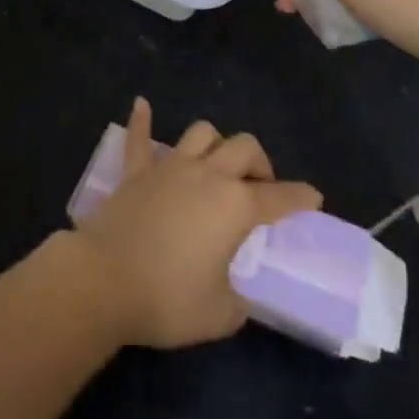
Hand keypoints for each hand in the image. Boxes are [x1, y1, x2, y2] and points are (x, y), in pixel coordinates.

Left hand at [71, 98, 320, 349]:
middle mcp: (207, 175)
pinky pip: (139, 137)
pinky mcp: (135, 172)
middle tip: (259, 189)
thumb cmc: (168, 299)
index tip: (314, 196)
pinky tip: (141, 104)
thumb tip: (233, 292)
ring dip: (215, 144)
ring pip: (201, 133)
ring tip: (217, 164)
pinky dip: (142, 120)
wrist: (104, 280)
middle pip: (244, 147)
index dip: (300, 197)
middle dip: (259, 163)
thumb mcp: (220, 314)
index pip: (279, 198)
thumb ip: (237, 300)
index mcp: (235, 207)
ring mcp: (169, 167)